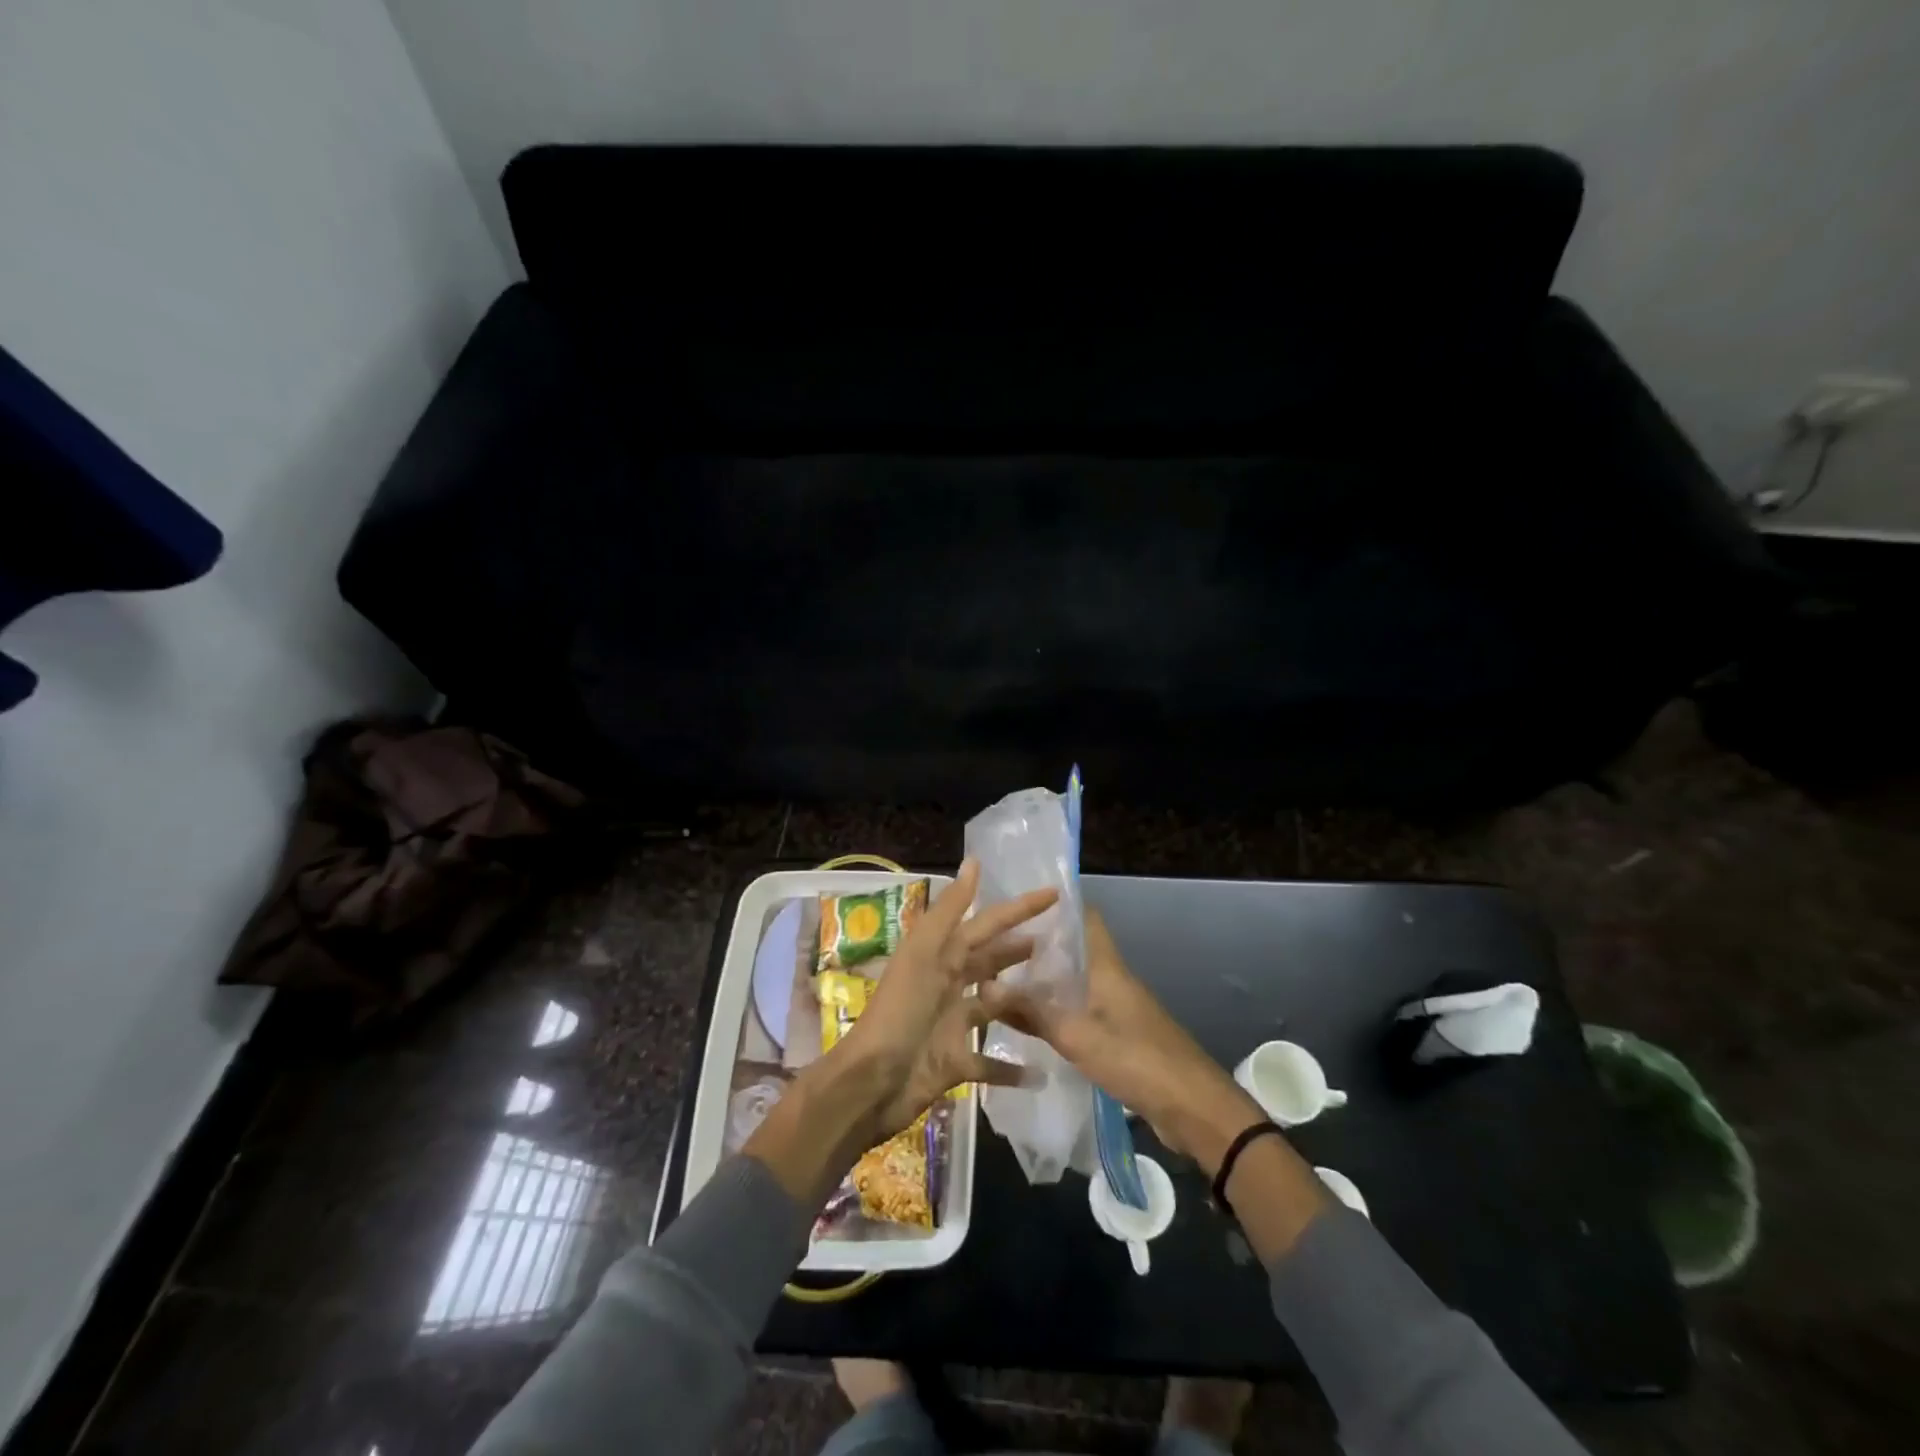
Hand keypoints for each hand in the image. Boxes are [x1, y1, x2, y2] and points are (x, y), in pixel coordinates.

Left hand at [825, 859, 1058, 1141]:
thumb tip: (974, 861)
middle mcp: (947, 984)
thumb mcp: (923, 954)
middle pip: (990, 962)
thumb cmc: (899, 1012)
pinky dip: (1011, 1068)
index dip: (1019, 908)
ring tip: (1057, 1000)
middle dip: (1018, 950)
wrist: (870, 1082)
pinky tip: (1039, 1073)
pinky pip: (989, 1063)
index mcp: (940, 956)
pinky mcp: (954, 1063)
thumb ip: (950, 910)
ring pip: (994, 1008)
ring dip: (1020, 1004)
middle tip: (1058, 944)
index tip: (1054, 894)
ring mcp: (951, 1025)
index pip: (987, 923)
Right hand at [981, 907, 1261, 1174]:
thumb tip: (987, 986)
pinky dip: (1058, 1012)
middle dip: (1040, 947)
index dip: (1056, 906)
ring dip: (1047, 982)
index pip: (1085, 918)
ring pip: (1077, 983)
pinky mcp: (1121, 1037)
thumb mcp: (1078, 1036)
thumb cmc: (1137, 1060)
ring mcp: (1119, 1009)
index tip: (1018, 904)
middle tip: (997, 947)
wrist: (1193, 1108)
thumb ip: (1033, 1012)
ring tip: (1005, 982)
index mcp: (1107, 967)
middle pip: (1075, 951)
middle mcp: (1113, 980)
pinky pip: (1083, 1012)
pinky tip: (1033, 1023)